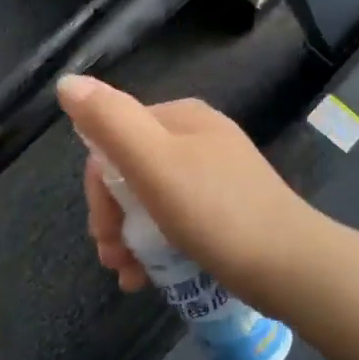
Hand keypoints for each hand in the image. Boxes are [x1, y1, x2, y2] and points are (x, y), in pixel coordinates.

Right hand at [56, 75, 319, 311]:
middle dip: (113, 219)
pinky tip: (149, 278)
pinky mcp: (226, 211)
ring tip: (128, 276)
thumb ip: (109, 121)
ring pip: (151, 201)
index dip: (98, 188)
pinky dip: (156, 247)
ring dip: (129, 238)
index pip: (114, 140)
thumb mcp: (154, 163)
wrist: (291, 267)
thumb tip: (66, 82)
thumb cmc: (217, 213)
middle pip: (131, 173)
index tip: (102, 232)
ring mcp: (214, 176)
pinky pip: (176, 221)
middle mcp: (198, 139)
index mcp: (181, 118)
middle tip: (112, 259)